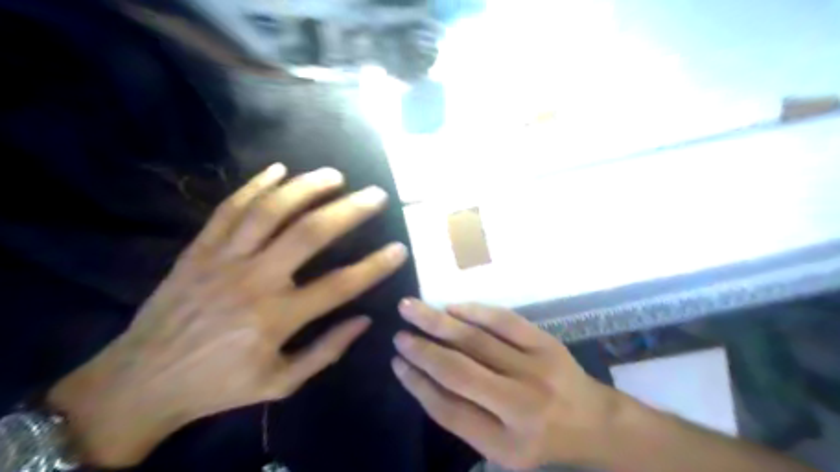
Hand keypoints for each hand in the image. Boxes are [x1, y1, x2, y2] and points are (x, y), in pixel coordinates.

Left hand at [49, 164, 409, 466]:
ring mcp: (223, 259)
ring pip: (270, 210)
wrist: (140, 383)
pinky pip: (229, 209)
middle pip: (309, 233)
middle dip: (349, 210)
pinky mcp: (198, 249)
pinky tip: (278, 169)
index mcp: (277, 318)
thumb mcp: (280, 384)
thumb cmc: (218, 386)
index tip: (400, 248)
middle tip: (375, 195)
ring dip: (306, 188)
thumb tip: (364, 320)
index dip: (375, 266)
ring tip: (334, 176)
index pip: (340, 285)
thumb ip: (326, 352)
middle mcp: (254, 281)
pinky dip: (255, 186)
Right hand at [391, 300, 618, 469]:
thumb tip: (421, 375)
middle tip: (398, 333)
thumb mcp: (500, 448)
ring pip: (476, 341)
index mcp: (505, 442)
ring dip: (439, 322)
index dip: (417, 383)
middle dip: (422, 350)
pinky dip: (475, 311)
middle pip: (458, 371)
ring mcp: (536, 369)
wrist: (595, 421)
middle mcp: (520, 406)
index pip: (447, 409)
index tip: (396, 362)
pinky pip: (504, 322)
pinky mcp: (546, 343)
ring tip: (411, 308)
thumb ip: (462, 417)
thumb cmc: (540, 438)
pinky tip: (452, 307)